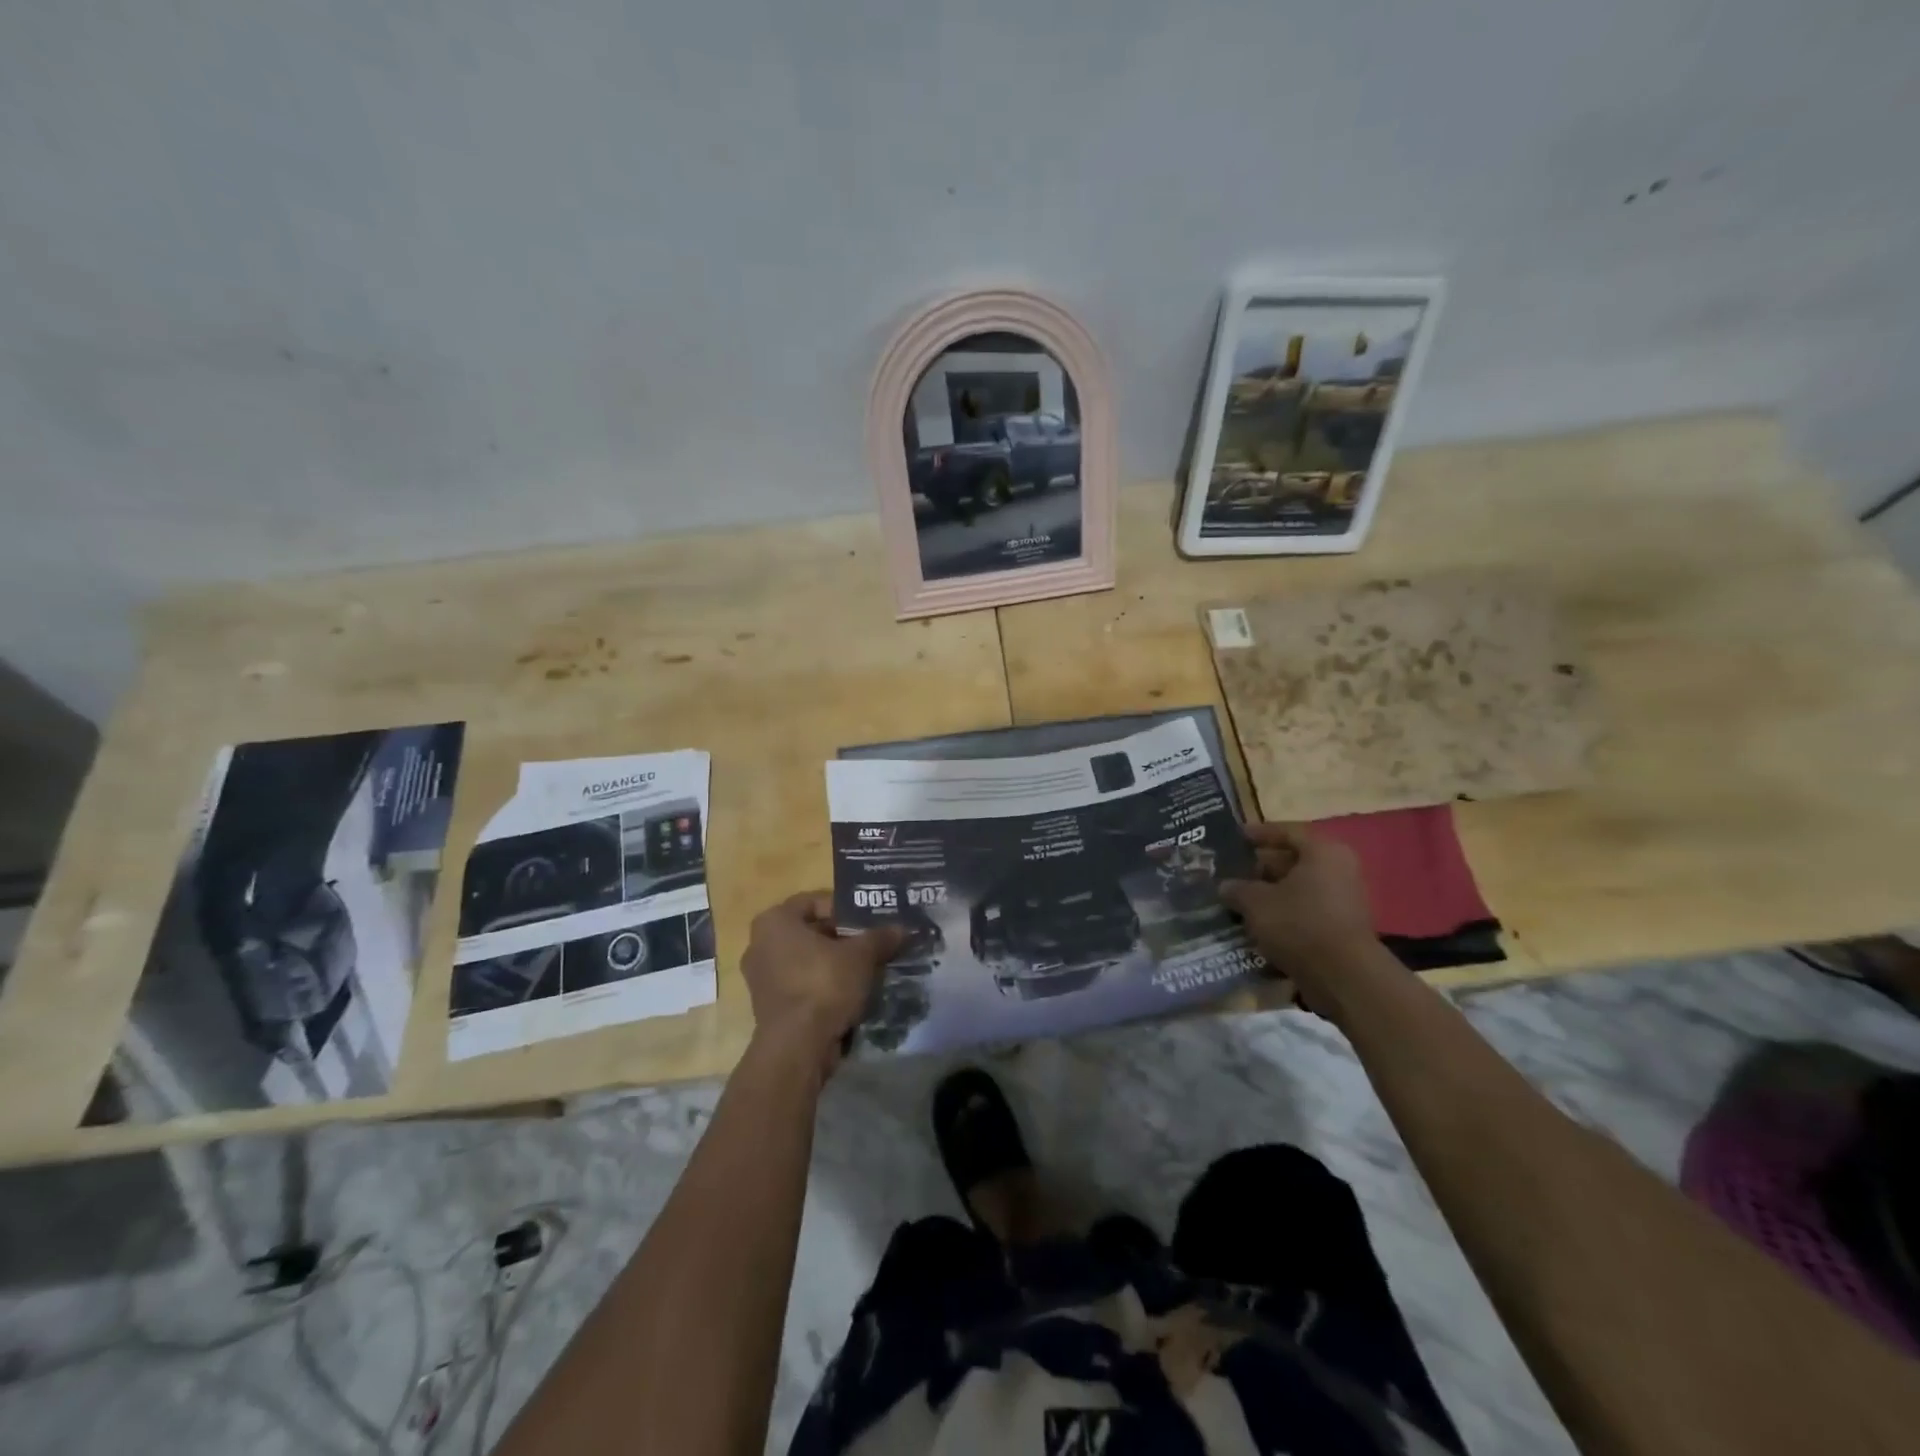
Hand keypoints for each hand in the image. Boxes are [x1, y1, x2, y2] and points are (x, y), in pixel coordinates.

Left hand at [740, 893, 903, 1074]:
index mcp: (774, 921)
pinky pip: (801, 985)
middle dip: (843, 938)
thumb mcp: (861, 955)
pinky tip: (851, 993)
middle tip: (872, 944)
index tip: (869, 921)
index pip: (814, 901)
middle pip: (811, 932)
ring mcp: (761, 978)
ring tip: (867, 969)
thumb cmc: (823, 985)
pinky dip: (823, 986)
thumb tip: (902, 928)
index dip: (845, 909)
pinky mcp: (769, 1006)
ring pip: (807, 960)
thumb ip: (880, 937)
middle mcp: (760, 944)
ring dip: (835, 964)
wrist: (797, 1047)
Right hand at [1219, 824, 1376, 997]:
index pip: (1287, 832)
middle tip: (1233, 872)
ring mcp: (1344, 900)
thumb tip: (1225, 886)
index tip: (1237, 836)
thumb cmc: (1298, 923)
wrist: (1343, 976)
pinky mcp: (1342, 927)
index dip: (1259, 833)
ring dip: (1271, 893)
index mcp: (1322, 852)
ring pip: (1299, 888)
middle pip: (1294, 860)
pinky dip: (1284, 913)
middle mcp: (1339, 869)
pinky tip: (1259, 923)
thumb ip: (1237, 889)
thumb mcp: (1256, 902)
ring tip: (1240, 899)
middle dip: (1262, 867)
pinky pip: (1307, 911)